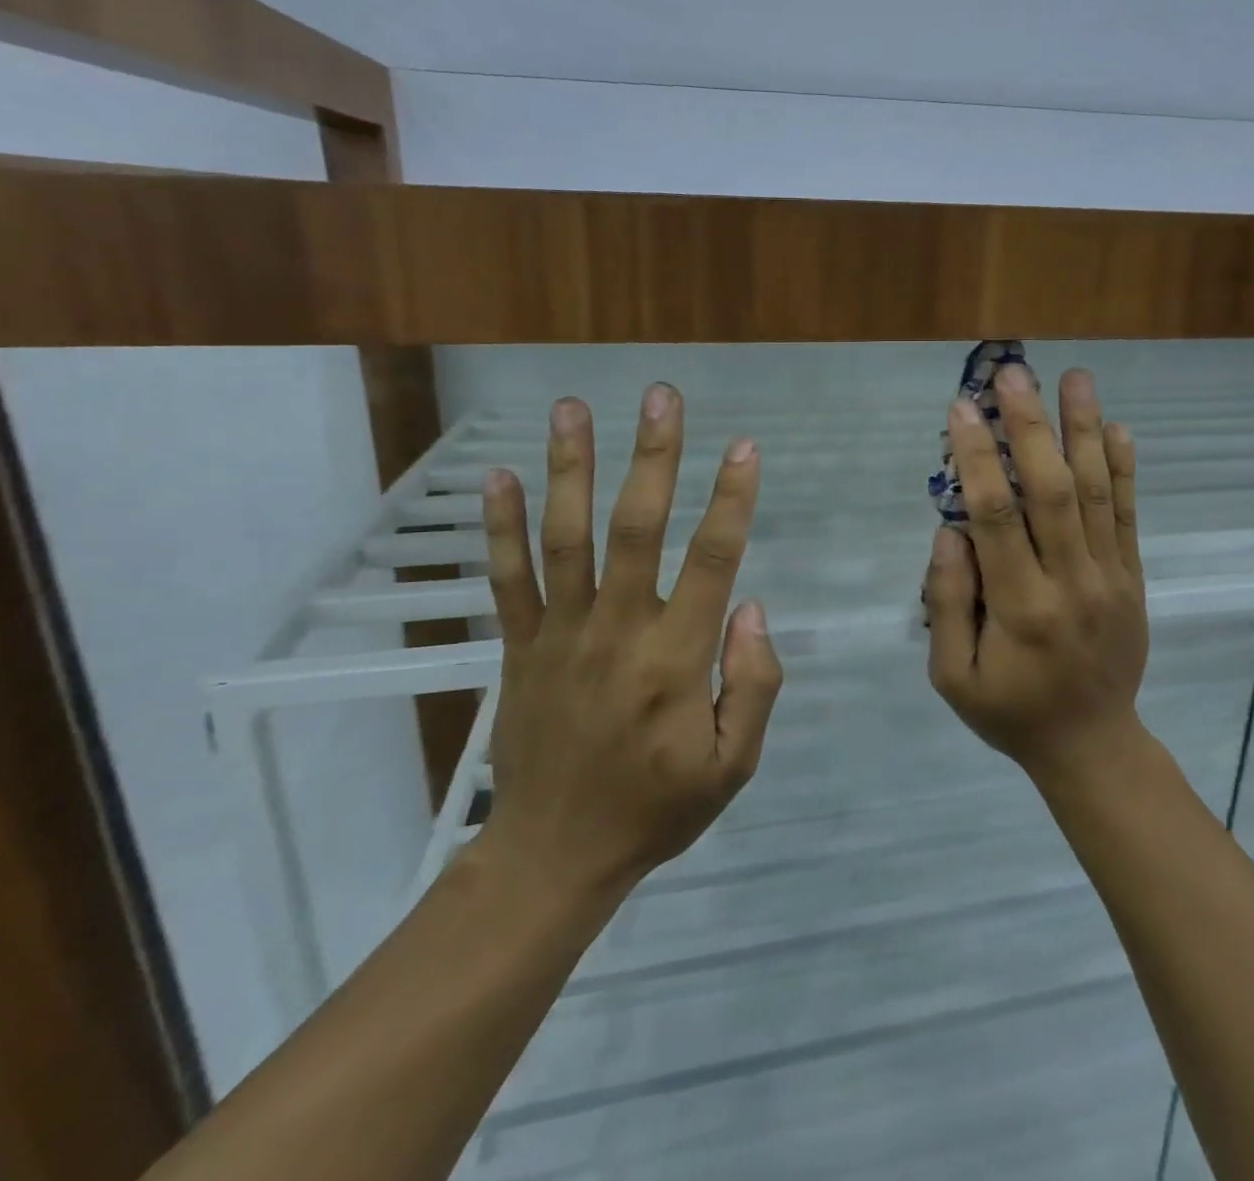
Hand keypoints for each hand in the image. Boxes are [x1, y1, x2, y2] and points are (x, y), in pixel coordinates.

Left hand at [475, 384, 783, 902]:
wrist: (553, 856)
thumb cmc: (655, 809)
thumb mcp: (731, 768)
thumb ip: (753, 686)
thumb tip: (752, 607)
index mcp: (675, 660)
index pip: (712, 562)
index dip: (732, 501)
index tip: (746, 447)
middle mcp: (617, 631)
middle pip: (636, 528)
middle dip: (653, 457)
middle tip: (661, 397)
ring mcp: (560, 635)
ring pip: (566, 538)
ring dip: (571, 468)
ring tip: (573, 407)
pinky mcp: (518, 648)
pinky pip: (506, 580)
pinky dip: (501, 527)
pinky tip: (499, 475)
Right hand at [924, 366, 1148, 778]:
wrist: (1093, 744)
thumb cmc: (1011, 711)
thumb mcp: (952, 676)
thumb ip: (947, 603)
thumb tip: (951, 532)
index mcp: (1021, 609)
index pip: (997, 518)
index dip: (979, 459)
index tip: (962, 409)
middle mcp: (1071, 583)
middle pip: (1051, 491)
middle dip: (1030, 427)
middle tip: (1014, 374)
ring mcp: (1110, 578)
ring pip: (1095, 493)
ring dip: (1083, 431)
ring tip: (1073, 377)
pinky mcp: (1133, 578)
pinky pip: (1127, 516)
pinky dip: (1122, 469)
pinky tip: (1115, 427)